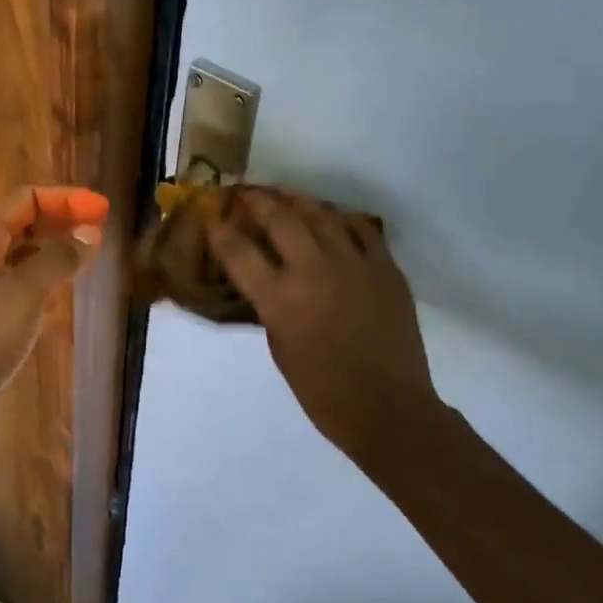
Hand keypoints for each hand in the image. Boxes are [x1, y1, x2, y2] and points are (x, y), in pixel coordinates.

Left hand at [0, 186, 107, 437]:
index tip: (103, 209)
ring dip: (54, 252)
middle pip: (24, 224)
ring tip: (88, 260)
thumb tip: (91, 231)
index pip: (27, 200)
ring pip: (22, 257)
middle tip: (101, 232)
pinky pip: (18, 287)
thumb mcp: (22, 294)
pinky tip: (62, 299)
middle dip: (62, 222)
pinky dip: (43, 284)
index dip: (65, 198)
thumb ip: (58, 259)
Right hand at [209, 192, 437, 449]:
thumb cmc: (323, 391)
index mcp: (279, 298)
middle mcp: (313, 270)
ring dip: (297, 201)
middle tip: (247, 195)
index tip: (214, 219)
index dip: (220, 230)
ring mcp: (353, 263)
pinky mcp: (385, 267)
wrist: (388, 407)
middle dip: (256, 201)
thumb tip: (267, 280)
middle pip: (278, 217)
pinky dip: (342, 218)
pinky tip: (333, 219)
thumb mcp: (279, 348)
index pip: (238, 250)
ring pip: (320, 213)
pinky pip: (361, 228)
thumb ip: (270, 307)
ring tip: (285, 197)